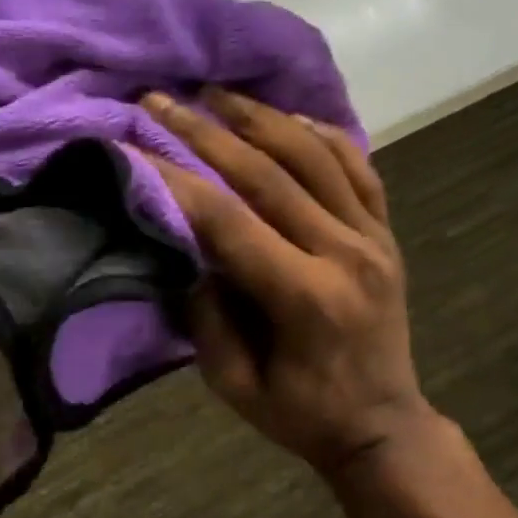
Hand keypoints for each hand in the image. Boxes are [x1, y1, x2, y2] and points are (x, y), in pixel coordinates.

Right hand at [140, 88, 435, 479]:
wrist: (384, 426)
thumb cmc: (301, 414)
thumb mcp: (233, 383)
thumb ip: (205, 313)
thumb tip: (186, 244)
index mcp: (305, 298)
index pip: (228, 220)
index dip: (173, 177)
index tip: (130, 143)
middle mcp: (345, 253)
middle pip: (267, 172)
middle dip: (204, 130)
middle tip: (159, 99)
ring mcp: (373, 236)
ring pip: (314, 155)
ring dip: (259, 116)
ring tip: (215, 90)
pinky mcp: (387, 232)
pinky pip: (357, 165)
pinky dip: (321, 133)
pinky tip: (287, 115)